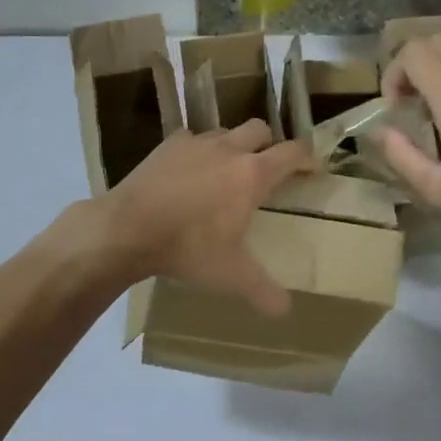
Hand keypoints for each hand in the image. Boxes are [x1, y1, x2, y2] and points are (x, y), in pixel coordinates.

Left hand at [94, 121, 311, 315]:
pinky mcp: (165, 145)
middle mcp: (228, 149)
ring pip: (225, 131)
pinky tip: (189, 170)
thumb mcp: (231, 276)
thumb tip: (285, 311)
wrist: (127, 228)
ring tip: (227, 169)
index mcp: (252, 175)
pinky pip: (191, 139)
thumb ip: (263, 291)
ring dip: (233, 145)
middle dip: (269, 144)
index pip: (292, 153)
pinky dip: (198, 150)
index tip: (312, 169)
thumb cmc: (188, 248)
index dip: (307, 158)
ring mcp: (195, 143)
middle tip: (268, 168)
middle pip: (260, 129)